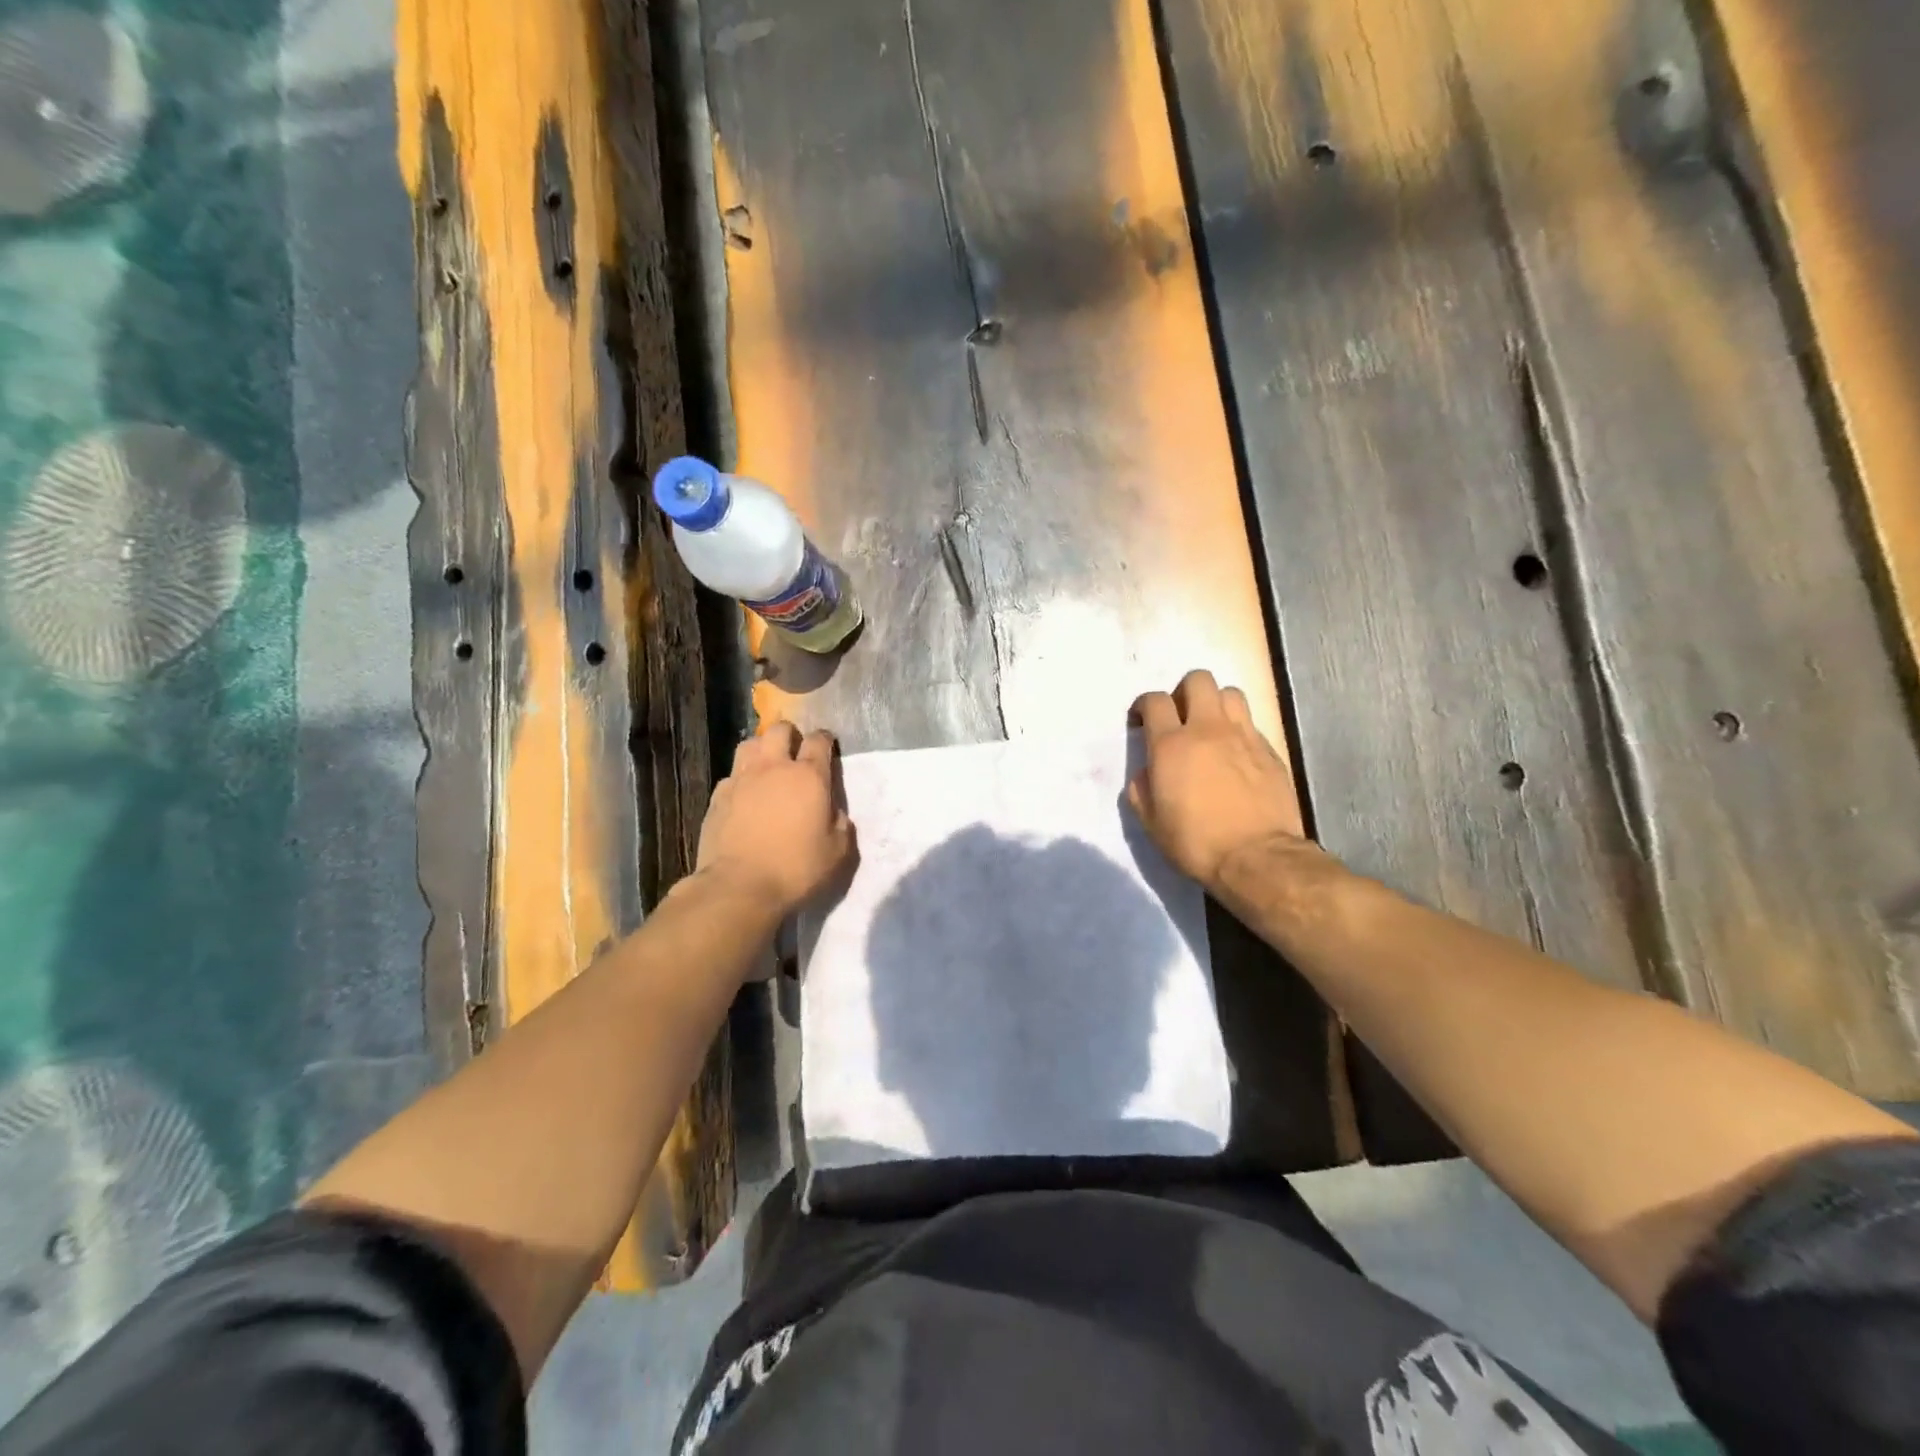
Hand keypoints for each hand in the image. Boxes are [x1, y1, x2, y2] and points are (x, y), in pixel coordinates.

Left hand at [695, 722, 856, 915]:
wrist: (739, 886)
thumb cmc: (796, 868)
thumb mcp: (838, 852)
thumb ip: (840, 824)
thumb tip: (833, 812)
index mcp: (809, 776)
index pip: (819, 740)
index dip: (825, 739)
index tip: (827, 746)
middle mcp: (774, 767)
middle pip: (780, 730)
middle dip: (790, 735)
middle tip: (795, 752)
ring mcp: (741, 779)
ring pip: (750, 744)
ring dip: (762, 749)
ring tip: (767, 766)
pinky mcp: (718, 796)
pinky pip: (731, 774)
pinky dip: (741, 778)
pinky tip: (744, 795)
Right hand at [1128, 670, 1305, 888]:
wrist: (1257, 857)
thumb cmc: (1196, 842)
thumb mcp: (1151, 822)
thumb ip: (1142, 788)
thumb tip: (1148, 772)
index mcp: (1171, 745)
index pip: (1154, 701)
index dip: (1144, 705)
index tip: (1141, 721)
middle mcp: (1207, 730)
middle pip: (1197, 680)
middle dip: (1183, 692)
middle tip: (1179, 717)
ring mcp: (1243, 736)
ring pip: (1230, 692)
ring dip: (1215, 703)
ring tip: (1211, 728)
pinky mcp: (1269, 750)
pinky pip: (1250, 722)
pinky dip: (1238, 728)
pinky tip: (1234, 753)